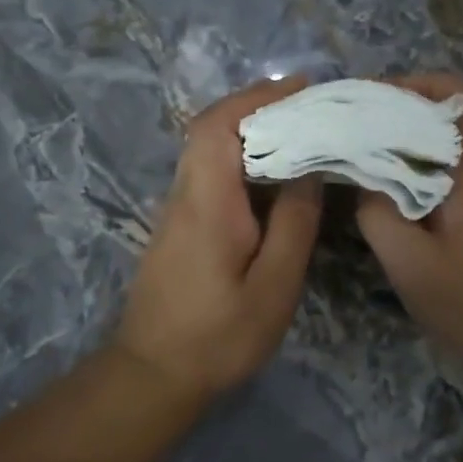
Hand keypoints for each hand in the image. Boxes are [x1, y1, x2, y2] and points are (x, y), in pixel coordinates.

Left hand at [115, 77, 323, 403]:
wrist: (153, 374)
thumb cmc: (219, 335)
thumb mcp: (273, 285)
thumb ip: (294, 224)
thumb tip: (309, 169)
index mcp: (207, 201)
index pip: (219, 124)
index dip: (257, 97)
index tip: (301, 88)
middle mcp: (184, 195)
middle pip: (210, 130)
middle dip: (257, 108)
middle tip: (310, 110)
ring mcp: (175, 212)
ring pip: (208, 152)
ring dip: (249, 134)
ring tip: (301, 138)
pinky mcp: (177, 229)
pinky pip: (209, 177)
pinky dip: (241, 163)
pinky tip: (273, 182)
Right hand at [355, 73, 462, 380]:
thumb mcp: (410, 265)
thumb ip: (379, 216)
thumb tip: (364, 180)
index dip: (427, 83)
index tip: (380, 97)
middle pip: (456, 118)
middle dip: (405, 111)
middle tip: (357, 127)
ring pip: (453, 148)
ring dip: (411, 144)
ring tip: (365, 158)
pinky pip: (455, 176)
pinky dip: (422, 173)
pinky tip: (393, 198)